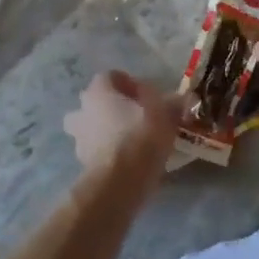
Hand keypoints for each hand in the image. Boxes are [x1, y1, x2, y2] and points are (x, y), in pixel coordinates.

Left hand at [63, 71, 183, 188]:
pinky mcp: (82, 160)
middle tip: (140, 118)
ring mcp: (79, 136)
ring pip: (95, 126)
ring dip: (110, 130)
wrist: (120, 181)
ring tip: (134, 141)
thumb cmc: (141, 136)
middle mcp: (83, 108)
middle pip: (99, 100)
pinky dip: (109, 151)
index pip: (112, 76)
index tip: (149, 98)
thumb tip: (180, 100)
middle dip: (116, 107)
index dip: (132, 84)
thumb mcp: (166, 114)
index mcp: (99, 89)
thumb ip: (172, 103)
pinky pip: (97, 148)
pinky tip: (128, 160)